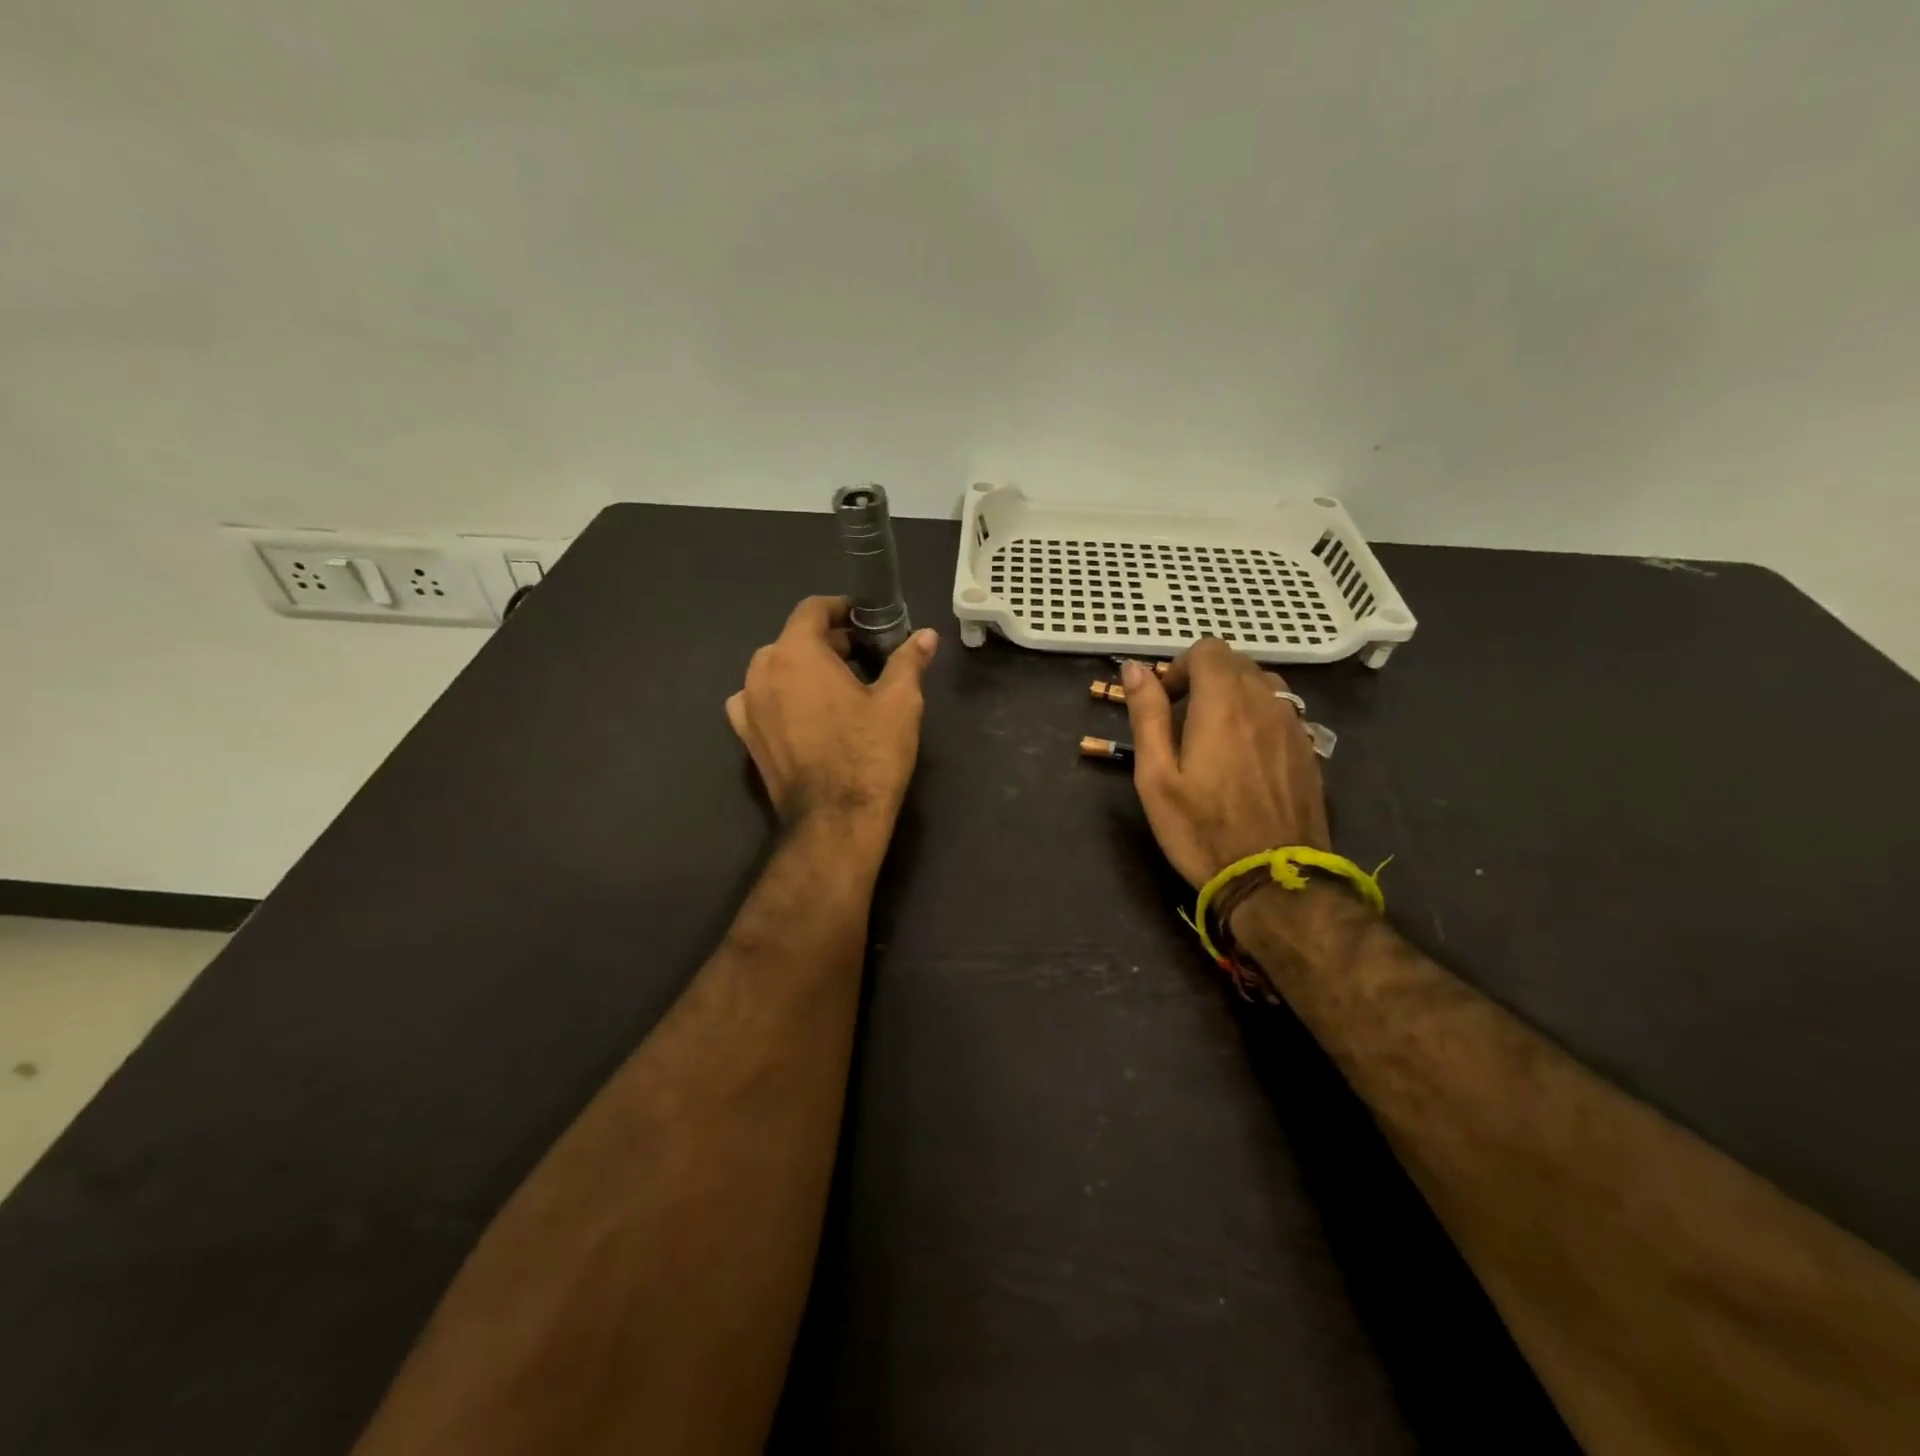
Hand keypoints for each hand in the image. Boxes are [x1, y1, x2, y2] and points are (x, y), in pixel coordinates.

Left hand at [726, 596, 937, 828]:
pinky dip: (781, 697)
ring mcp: (747, 706)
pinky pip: (759, 701)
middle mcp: (761, 672)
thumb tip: (927, 636)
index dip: (839, 608)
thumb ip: (908, 661)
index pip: (812, 610)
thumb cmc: (870, 754)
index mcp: (796, 653)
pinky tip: (804, 714)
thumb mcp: (899, 702)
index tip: (862, 618)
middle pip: (792, 640)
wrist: (835, 820)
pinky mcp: (746, 738)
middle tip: (861, 657)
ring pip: (775, 670)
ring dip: (802, 669)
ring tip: (834, 687)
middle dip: (826, 642)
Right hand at [1120, 642, 1329, 887]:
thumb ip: (1147, 715)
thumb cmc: (1201, 829)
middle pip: (1237, 663)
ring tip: (1215, 737)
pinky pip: (1282, 713)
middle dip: (1206, 679)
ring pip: (1264, 685)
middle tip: (1183, 722)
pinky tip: (1246, 758)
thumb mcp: (1156, 776)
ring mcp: (1294, 727)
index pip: (1208, 649)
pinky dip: (1259, 718)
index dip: (1181, 667)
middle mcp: (1265, 703)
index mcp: (1223, 703)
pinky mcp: (1309, 751)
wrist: (1273, 880)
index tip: (1167, 702)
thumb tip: (1135, 668)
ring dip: (1235, 696)